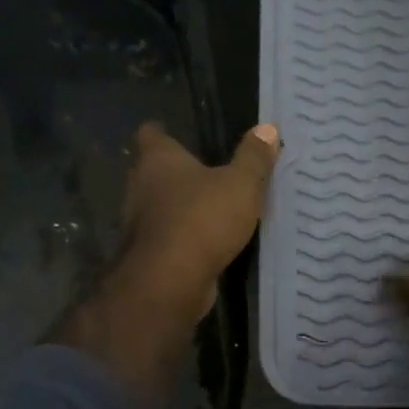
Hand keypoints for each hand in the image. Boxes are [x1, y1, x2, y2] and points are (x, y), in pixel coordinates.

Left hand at [119, 121, 280, 315]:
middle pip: (152, 172)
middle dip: (173, 173)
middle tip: (202, 173)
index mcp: (158, 160)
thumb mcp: (241, 184)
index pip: (151, 134)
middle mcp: (140, 187)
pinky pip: (166, 238)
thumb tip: (269, 127)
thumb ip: (254, 157)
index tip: (176, 135)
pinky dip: (181, 239)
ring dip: (177, 209)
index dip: (162, 133)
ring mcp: (139, 224)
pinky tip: (204, 244)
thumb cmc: (203, 219)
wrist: (171, 281)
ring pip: (157, 208)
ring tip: (207, 210)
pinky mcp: (147, 255)